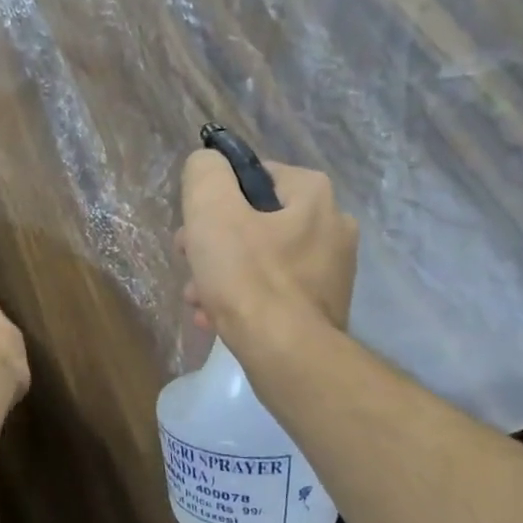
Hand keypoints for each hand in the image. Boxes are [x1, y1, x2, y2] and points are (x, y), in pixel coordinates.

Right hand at [177, 151, 357, 348]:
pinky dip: (244, 300)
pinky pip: (274, 292)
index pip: (255, 175)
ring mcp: (331, 271)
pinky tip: (218, 319)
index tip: (194, 227)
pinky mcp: (322, 308)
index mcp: (314, 195)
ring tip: (199, 299)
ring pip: (260, 260)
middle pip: (254, 221)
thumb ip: (205, 174)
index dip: (216, 199)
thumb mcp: (212, 211)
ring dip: (223, 275)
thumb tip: (207, 165)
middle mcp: (332, 226)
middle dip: (213, 243)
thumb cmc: (249, 278)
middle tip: (190, 264)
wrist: (288, 357)